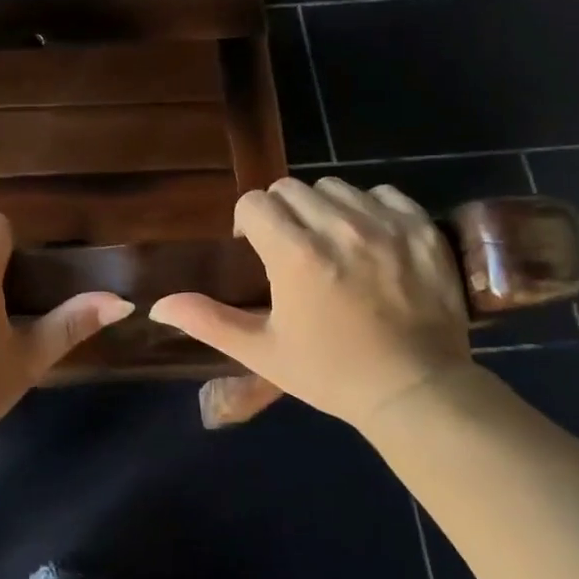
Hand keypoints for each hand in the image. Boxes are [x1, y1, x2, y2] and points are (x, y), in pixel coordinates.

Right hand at [150, 177, 472, 427]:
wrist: (416, 391)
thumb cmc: (331, 373)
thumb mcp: (262, 352)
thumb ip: (208, 321)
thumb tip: (156, 304)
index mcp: (294, 254)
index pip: (254, 203)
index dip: (247, 222)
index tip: (254, 248)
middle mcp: (338, 227)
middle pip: (291, 188)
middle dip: (280, 212)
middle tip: (290, 248)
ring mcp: (384, 224)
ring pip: (335, 186)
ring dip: (323, 207)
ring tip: (330, 242)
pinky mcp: (421, 229)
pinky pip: (384, 194)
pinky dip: (371, 208)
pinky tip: (371, 239)